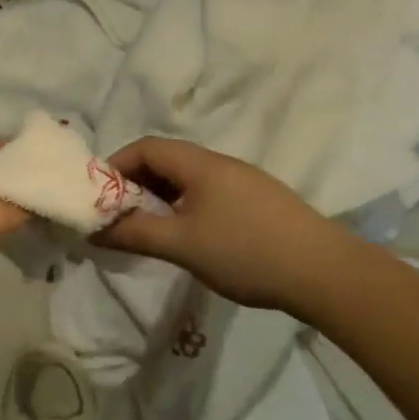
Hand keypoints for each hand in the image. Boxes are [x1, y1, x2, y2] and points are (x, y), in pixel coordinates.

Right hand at [97, 137, 346, 314]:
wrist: (324, 272)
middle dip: (135, 184)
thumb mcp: (182, 245)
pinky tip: (187, 237)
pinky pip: (208, 194)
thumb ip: (135, 234)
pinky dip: (184, 207)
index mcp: (200, 164)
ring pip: (188, 180)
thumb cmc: (245, 252)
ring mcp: (243, 182)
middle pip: (166, 160)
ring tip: (148, 230)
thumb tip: (94, 229)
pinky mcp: (258, 202)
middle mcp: (221, 164)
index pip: (146, 147)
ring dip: (160, 198)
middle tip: (118, 217)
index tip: (98, 196)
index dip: (116, 165)